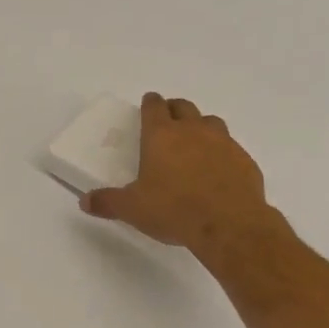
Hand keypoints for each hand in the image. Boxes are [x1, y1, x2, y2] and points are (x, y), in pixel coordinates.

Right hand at [80, 93, 270, 255]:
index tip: (147, 103)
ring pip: (210, 121)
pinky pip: (230, 147)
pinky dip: (221, 151)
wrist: (229, 224)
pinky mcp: (244, 159)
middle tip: (168, 119)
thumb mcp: (133, 209)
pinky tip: (217, 170)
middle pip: (183, 107)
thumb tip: (84, 201)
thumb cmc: (173, 210)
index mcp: (161, 136)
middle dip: (174, 109)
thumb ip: (108, 202)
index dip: (149, 103)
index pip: (154, 107)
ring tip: (194, 142)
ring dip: (200, 126)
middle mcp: (193, 130)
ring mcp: (223, 142)